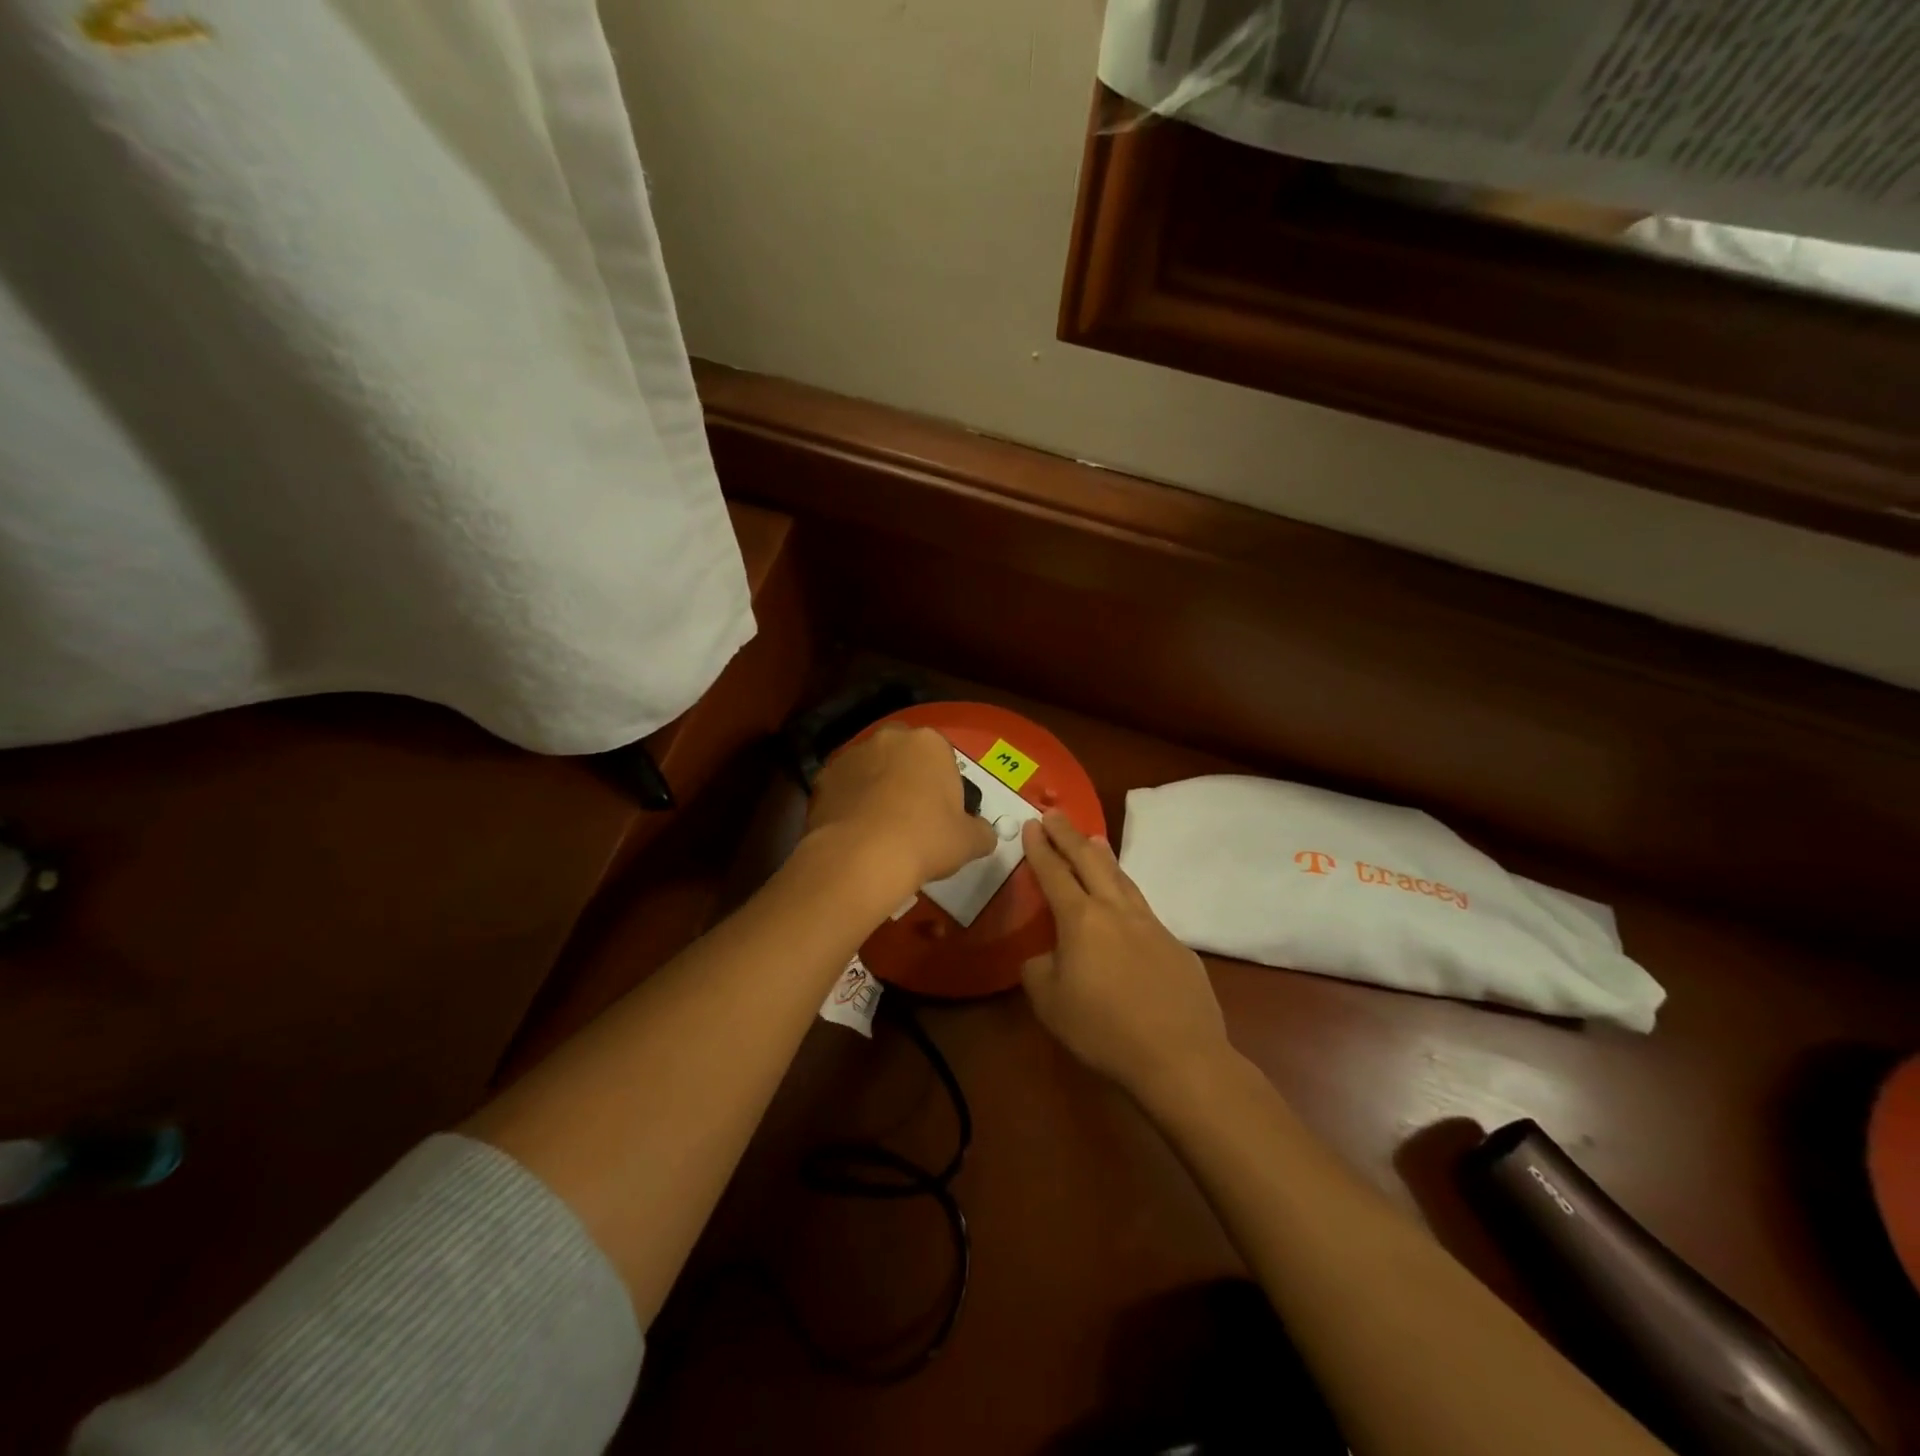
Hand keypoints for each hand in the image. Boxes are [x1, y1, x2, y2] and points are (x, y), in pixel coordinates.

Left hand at [805, 725, 996, 903]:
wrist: (860, 858)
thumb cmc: (925, 840)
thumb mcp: (969, 842)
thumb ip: (981, 832)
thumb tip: (983, 835)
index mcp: (929, 743)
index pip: (943, 758)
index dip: (944, 787)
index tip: (942, 816)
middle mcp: (889, 738)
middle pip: (904, 757)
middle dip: (908, 779)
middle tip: (912, 819)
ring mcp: (851, 755)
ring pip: (871, 769)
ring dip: (876, 789)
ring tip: (879, 829)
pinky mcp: (822, 779)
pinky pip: (844, 789)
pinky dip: (850, 804)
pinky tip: (856, 833)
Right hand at [1021, 813, 1231, 1101]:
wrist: (1179, 1055)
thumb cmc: (1103, 1029)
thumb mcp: (1049, 1004)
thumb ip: (1038, 970)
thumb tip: (1045, 957)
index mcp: (1080, 920)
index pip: (1054, 873)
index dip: (1040, 848)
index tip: (1032, 823)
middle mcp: (1116, 911)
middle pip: (1090, 862)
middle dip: (1069, 836)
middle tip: (1055, 814)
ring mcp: (1151, 925)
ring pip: (1123, 879)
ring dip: (1103, 856)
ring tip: (1094, 840)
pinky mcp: (1176, 945)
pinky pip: (1144, 911)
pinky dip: (1128, 896)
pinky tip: (1126, 908)